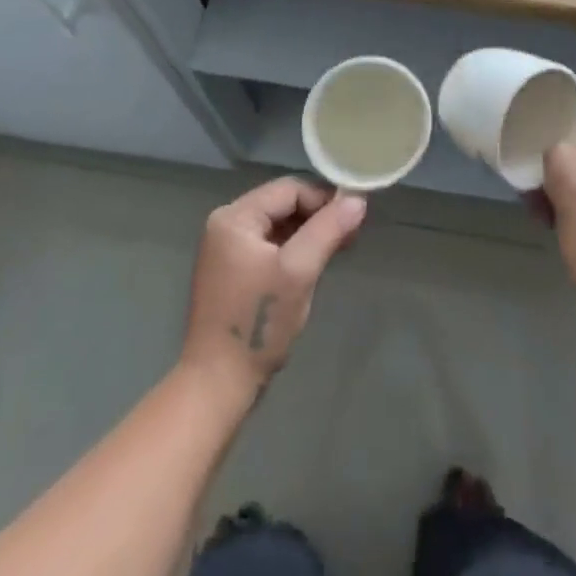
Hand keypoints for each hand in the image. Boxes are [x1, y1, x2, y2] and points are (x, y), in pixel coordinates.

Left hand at [180, 177, 366, 402]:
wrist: (217, 386)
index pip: (289, 190)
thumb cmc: (258, 322)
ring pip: (279, 226)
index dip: (324, 199)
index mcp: (234, 217)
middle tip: (352, 233)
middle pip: (283, 205)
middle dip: (319, 216)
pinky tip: (316, 263)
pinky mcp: (233, 272)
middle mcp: (226, 225)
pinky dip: (295, 250)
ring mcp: (226, 250)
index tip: (355, 217)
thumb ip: (328, 229)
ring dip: (310, 234)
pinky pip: (270, 246)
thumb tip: (358, 199)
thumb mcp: (299, 271)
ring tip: (341, 247)